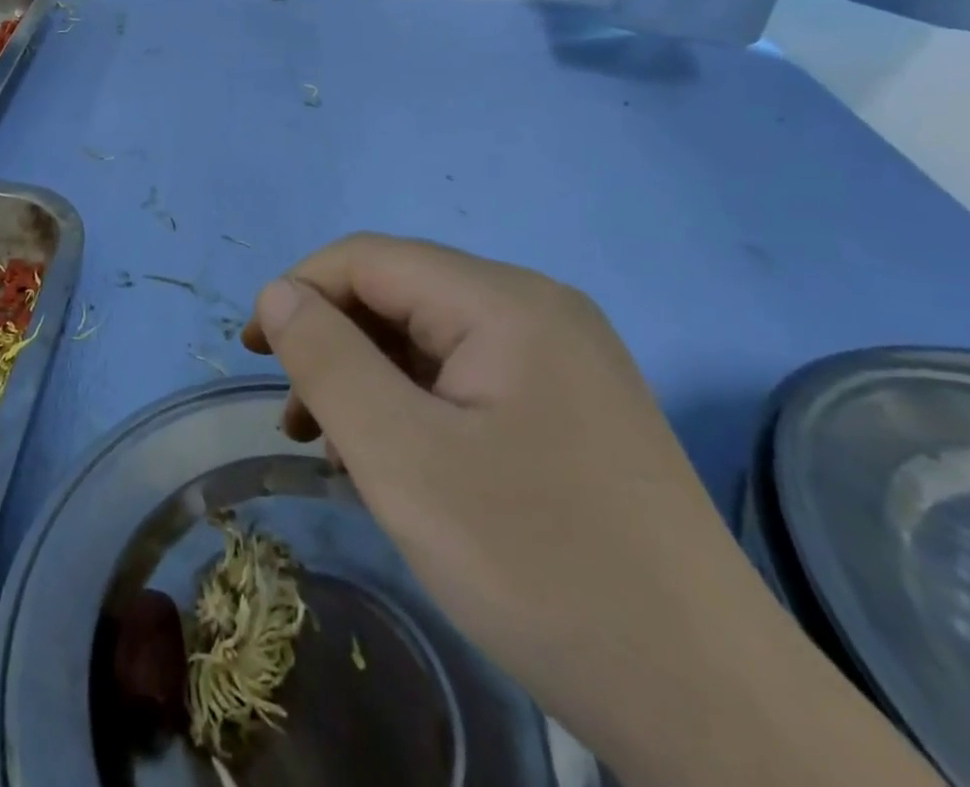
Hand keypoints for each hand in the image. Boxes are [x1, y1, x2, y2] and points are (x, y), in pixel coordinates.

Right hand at [241, 235, 940, 786]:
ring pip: (431, 339)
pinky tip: (399, 460)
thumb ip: (328, 361)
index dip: (300, 293)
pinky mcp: (572, 406)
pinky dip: (415, 404)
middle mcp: (537, 308)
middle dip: (334, 341)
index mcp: (504, 300)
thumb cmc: (539, 566)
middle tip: (297, 416)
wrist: (714, 709)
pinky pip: (467, 377)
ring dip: (369, 377)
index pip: (369, 259)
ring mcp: (563, 357)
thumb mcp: (403, 460)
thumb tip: (277, 295)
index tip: (254, 355)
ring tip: (334, 445)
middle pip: (401, 295)